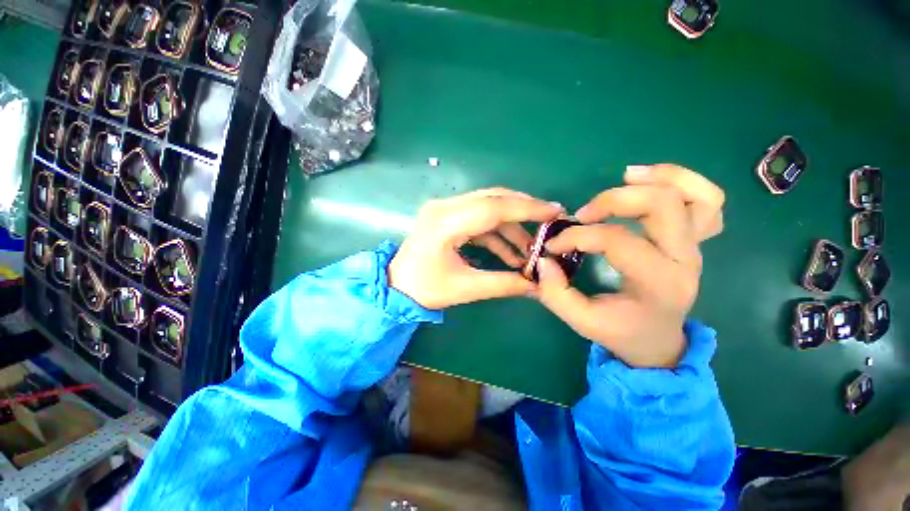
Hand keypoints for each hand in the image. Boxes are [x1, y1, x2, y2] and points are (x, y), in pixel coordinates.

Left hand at [389, 188, 563, 309]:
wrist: (396, 286)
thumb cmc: (425, 289)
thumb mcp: (466, 288)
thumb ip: (504, 284)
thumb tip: (538, 285)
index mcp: (445, 222)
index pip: (493, 207)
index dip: (527, 208)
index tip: (555, 211)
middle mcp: (444, 207)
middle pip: (492, 199)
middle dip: (523, 210)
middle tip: (549, 221)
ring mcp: (444, 209)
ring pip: (488, 208)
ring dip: (511, 227)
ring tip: (531, 249)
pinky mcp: (447, 217)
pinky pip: (479, 219)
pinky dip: (497, 234)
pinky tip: (511, 253)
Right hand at [535, 164, 724, 367]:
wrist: (657, 341)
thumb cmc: (621, 332)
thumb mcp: (582, 322)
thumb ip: (556, 293)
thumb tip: (544, 260)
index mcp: (658, 284)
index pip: (617, 241)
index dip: (577, 237)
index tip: (552, 246)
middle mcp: (685, 260)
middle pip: (661, 205)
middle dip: (613, 200)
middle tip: (584, 214)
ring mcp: (695, 248)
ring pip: (695, 196)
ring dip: (658, 178)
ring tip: (624, 177)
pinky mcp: (694, 241)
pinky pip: (707, 202)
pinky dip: (683, 182)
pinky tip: (650, 182)